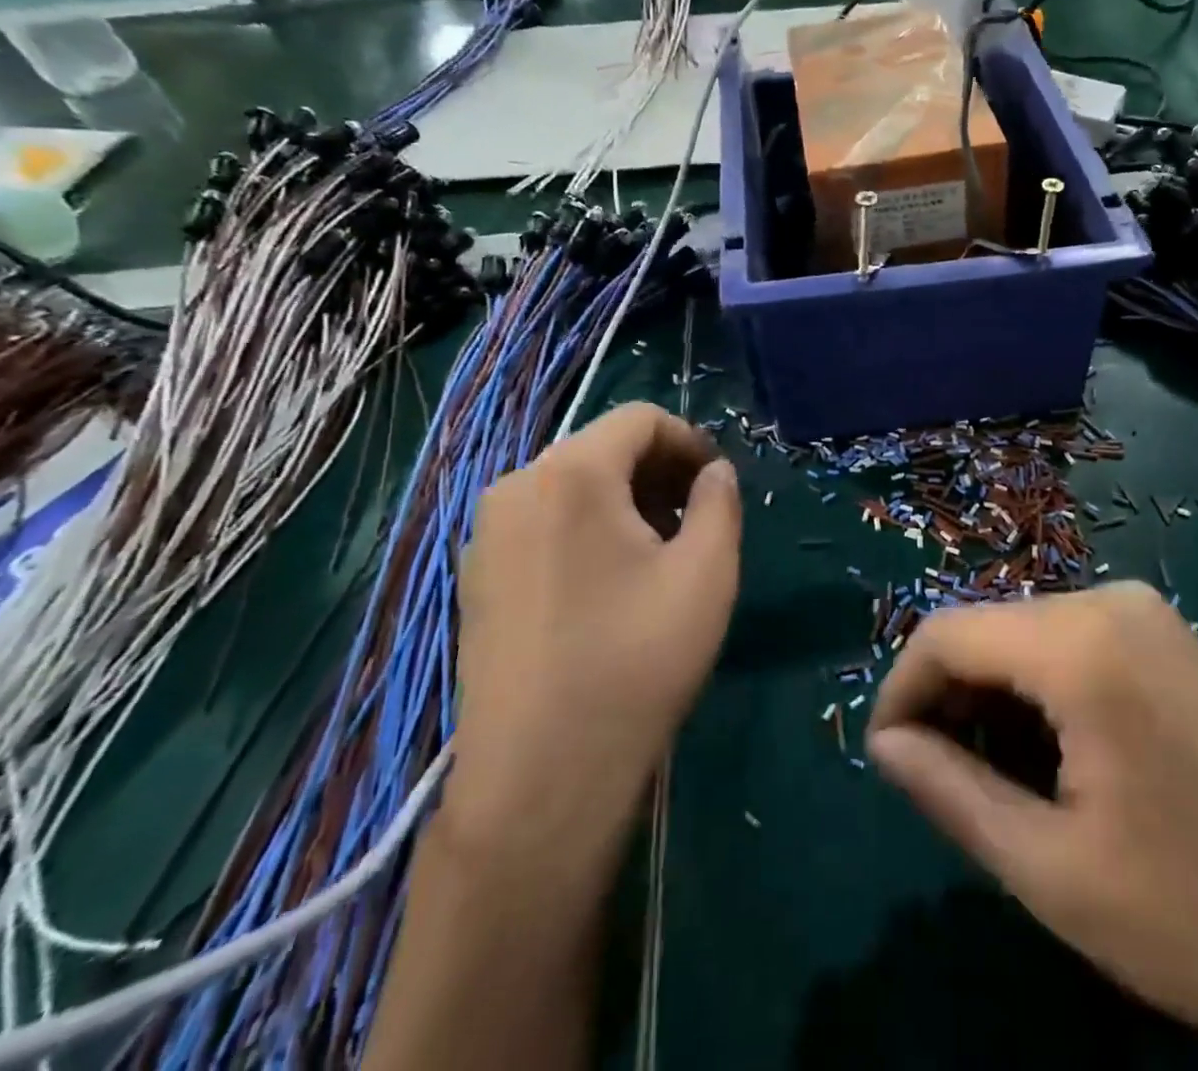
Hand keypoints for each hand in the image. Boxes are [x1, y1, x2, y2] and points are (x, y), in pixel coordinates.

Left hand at [445, 404, 741, 885]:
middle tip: (698, 519)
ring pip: (572, 486)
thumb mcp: (707, 571)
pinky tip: (613, 583)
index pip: (640, 419)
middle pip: (602, 449)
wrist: (541, 778)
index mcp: (570, 473)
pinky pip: (543, 522)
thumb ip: (720, 501)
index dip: (691, 440)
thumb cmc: (636, 660)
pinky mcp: (477, 577)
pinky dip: (588, 529)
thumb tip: (714, 472)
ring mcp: (487, 534)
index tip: (719, 484)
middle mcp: (516, 487)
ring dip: (627, 501)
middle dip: (660, 472)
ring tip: (662, 552)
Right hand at [868, 582, 1197, 1070]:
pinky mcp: (1168, 640)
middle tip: (942, 783)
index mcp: (1081, 643)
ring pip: (1026, 638)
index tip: (888, 758)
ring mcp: (1146, 615)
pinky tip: (1052, 759)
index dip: (902, 690)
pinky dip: (1039, 694)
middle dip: (950, 699)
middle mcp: (1110, 601)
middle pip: (988, 630)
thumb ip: (951, 793)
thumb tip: (885, 744)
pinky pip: (1072, 645)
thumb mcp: (1053, 871)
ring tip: (995, 782)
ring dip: (994, 701)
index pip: (946, 634)